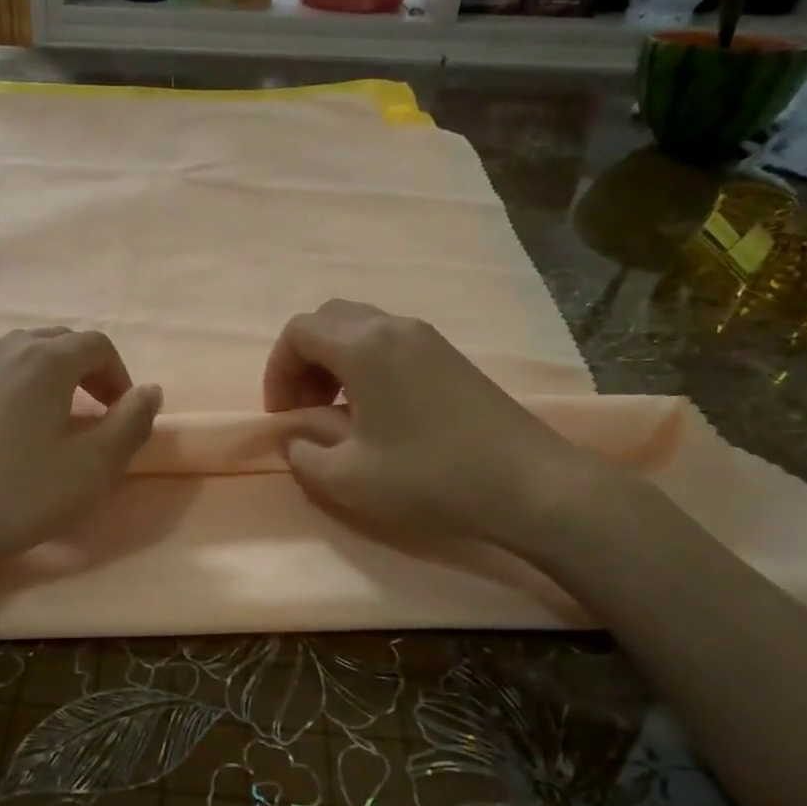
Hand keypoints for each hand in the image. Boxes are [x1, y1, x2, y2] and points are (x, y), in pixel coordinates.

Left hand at [0, 327, 161, 580]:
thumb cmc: (14, 494)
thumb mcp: (90, 469)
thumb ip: (131, 425)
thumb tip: (150, 391)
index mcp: (45, 359)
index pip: (97, 345)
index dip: (119, 377)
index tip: (122, 417)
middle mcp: (5, 349)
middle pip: (59, 342)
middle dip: (87, 373)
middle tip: (94, 418)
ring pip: (22, 356)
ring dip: (50, 380)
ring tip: (53, 425)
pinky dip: (16, 389)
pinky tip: (8, 433)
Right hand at [264, 299, 604, 549]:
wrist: (529, 484)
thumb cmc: (428, 477)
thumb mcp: (347, 479)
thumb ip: (303, 454)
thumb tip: (293, 438)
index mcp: (363, 346)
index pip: (297, 333)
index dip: (277, 372)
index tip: (285, 417)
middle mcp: (394, 327)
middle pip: (328, 321)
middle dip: (303, 361)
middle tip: (307, 408)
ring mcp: (427, 337)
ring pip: (360, 328)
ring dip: (335, 362)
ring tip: (338, 412)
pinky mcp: (450, 355)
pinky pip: (389, 342)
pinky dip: (366, 364)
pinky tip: (378, 412)